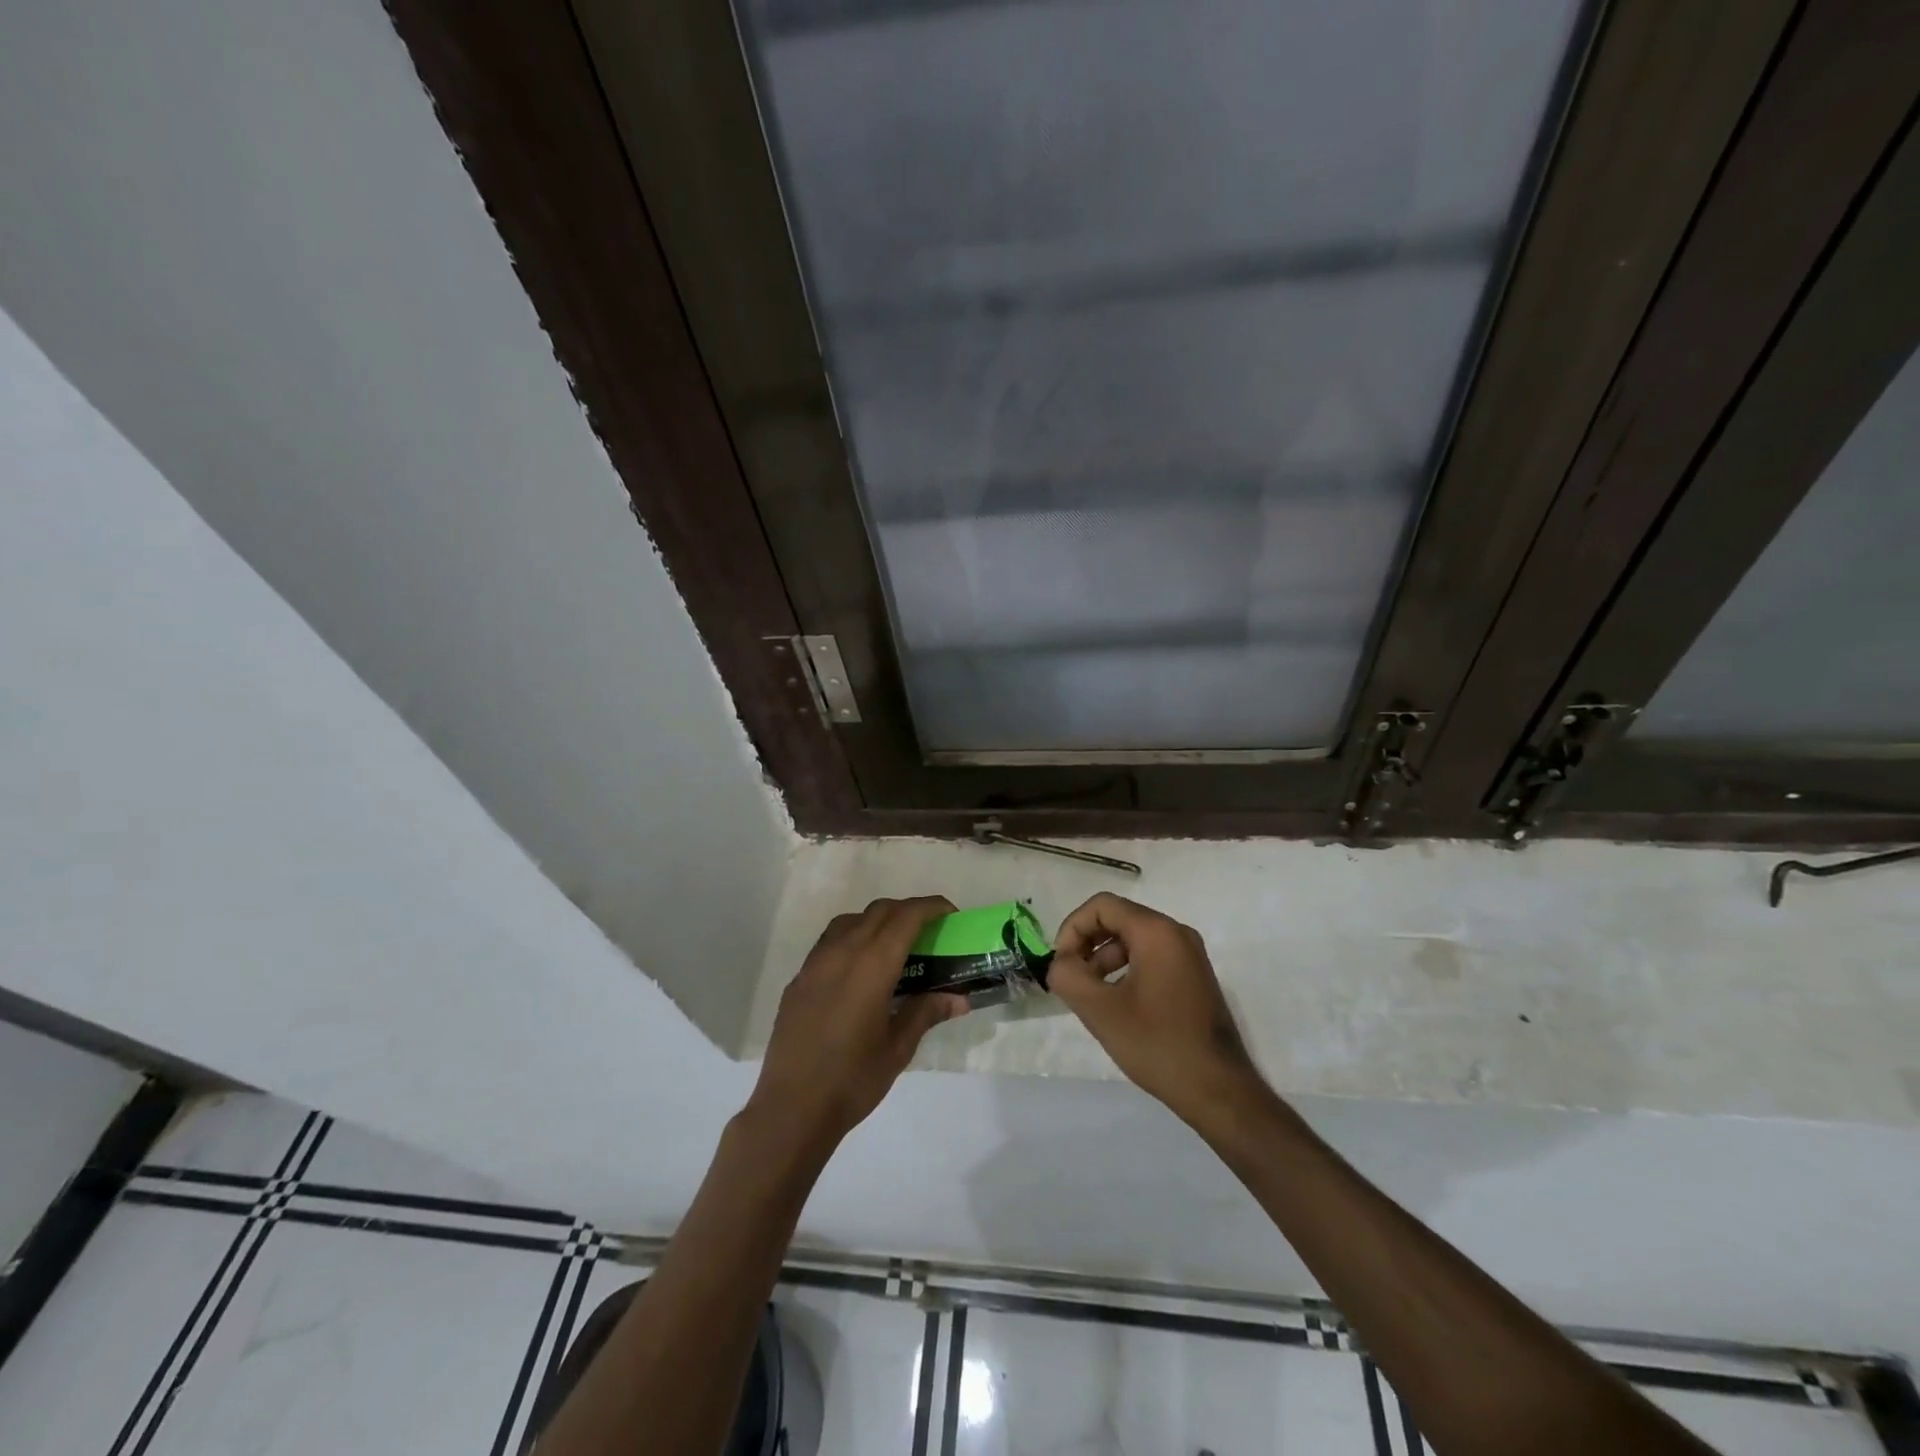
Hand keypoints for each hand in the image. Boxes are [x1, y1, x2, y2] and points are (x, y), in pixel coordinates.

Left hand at [748, 897, 967, 1152]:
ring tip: (894, 946)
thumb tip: (958, 998)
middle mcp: (842, 952)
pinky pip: (830, 941)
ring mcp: (815, 963)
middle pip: (879, 911)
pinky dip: (852, 938)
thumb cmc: (853, 1079)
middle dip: (908, 911)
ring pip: (851, 920)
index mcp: (872, 965)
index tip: (950, 913)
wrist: (792, 1108)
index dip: (931, 907)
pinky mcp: (799, 979)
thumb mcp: (898, 1048)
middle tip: (929, 930)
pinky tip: (859, 969)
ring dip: (877, 920)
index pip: (906, 917)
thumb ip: (926, 1012)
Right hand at [1049, 893, 1263, 1125]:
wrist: (1219, 1091)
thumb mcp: (1100, 1010)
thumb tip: (1059, 963)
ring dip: (1104, 959)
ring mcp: (1190, 956)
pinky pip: (1151, 958)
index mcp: (1157, 932)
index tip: (1061, 964)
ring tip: (1090, 995)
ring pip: (1134, 940)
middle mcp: (1177, 933)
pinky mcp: (1194, 978)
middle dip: (1087, 944)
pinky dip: (1126, 970)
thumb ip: (1068, 976)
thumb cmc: (1157, 1044)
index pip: (1102, 906)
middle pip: (1118, 919)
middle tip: (1070, 979)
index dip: (1073, 928)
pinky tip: (1117, 1004)